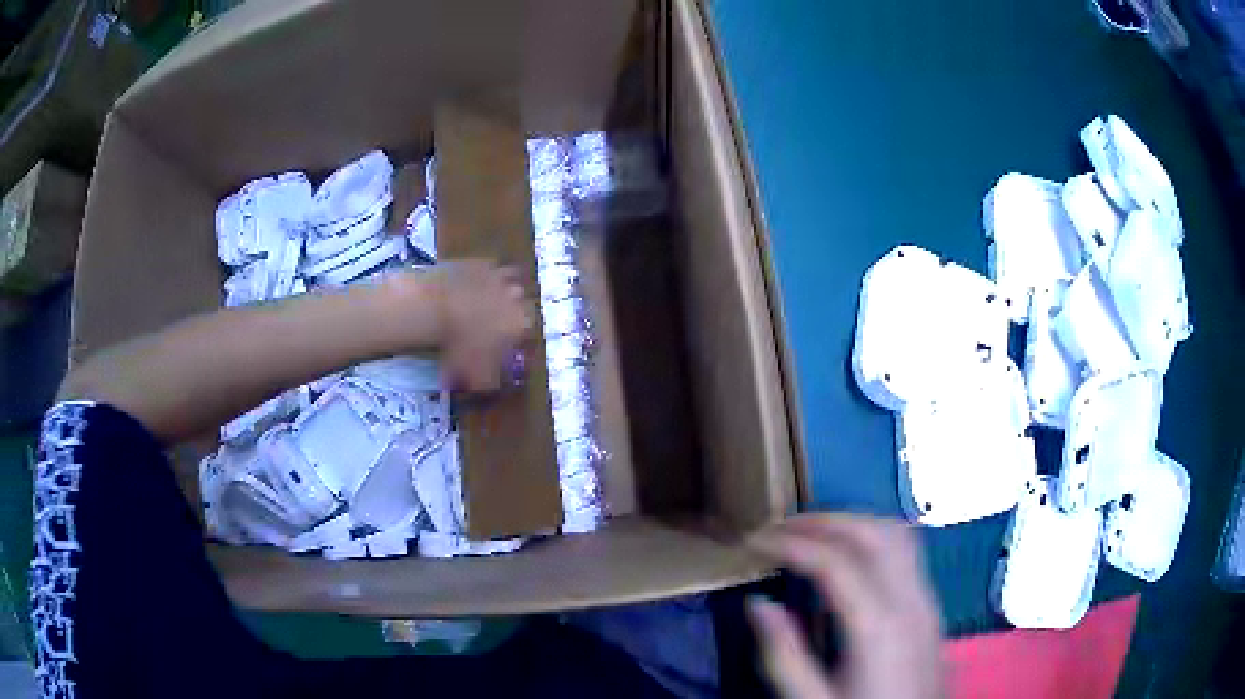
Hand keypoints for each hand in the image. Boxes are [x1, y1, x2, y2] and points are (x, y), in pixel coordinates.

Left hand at [420, 260, 533, 391]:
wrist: (433, 307)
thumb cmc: (459, 346)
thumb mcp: (477, 376)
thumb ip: (494, 382)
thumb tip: (499, 385)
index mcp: (521, 323)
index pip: (529, 331)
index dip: (517, 338)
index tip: (505, 344)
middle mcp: (517, 296)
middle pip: (521, 303)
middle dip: (511, 311)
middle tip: (494, 321)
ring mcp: (499, 275)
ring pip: (509, 280)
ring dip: (502, 289)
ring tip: (486, 298)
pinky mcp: (480, 261)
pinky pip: (488, 268)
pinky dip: (483, 276)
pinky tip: (469, 284)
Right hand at [747, 515, 943, 698]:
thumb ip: (785, 656)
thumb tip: (758, 603)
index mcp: (877, 627)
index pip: (835, 561)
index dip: (792, 543)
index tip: (755, 540)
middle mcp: (910, 601)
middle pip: (873, 533)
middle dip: (824, 521)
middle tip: (781, 528)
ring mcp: (927, 601)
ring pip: (897, 536)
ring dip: (853, 524)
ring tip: (812, 534)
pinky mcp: (931, 608)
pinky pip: (908, 554)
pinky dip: (874, 539)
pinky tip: (850, 559)